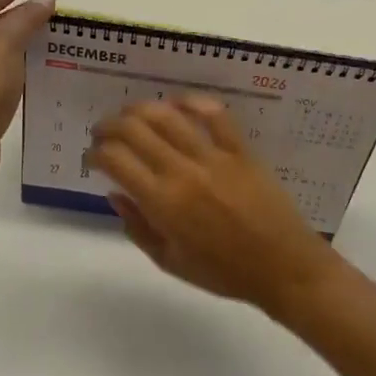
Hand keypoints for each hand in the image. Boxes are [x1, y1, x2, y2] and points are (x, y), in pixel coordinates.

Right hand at [91, 95, 343, 318]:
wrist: (283, 268)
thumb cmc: (223, 272)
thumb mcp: (169, 261)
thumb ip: (137, 227)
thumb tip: (115, 193)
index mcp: (162, 203)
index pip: (115, 160)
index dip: (95, 153)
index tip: (92, 158)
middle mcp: (182, 172)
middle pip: (133, 129)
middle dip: (108, 126)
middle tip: (103, 133)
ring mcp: (213, 157)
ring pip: (167, 115)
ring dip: (139, 109)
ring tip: (130, 115)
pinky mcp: (240, 150)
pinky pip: (214, 114)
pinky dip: (191, 102)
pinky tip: (176, 103)